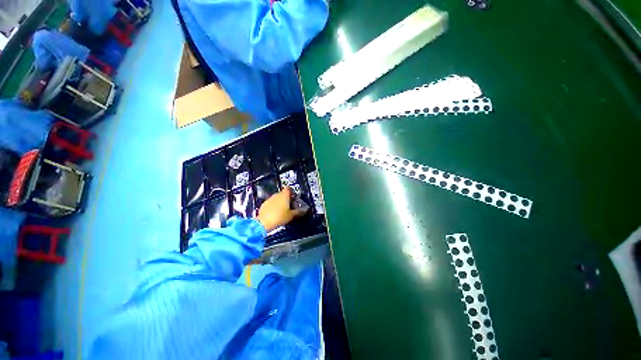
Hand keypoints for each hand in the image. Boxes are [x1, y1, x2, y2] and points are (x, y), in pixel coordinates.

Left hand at [257, 187, 306, 231]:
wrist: (263, 222)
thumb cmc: (280, 217)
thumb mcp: (291, 215)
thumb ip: (298, 211)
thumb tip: (305, 210)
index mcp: (284, 195)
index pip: (289, 188)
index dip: (292, 192)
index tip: (294, 197)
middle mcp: (277, 195)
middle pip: (283, 193)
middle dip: (287, 198)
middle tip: (290, 206)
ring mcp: (269, 199)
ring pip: (277, 198)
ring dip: (280, 202)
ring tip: (283, 210)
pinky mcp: (264, 204)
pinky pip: (271, 203)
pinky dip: (274, 206)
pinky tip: (275, 213)